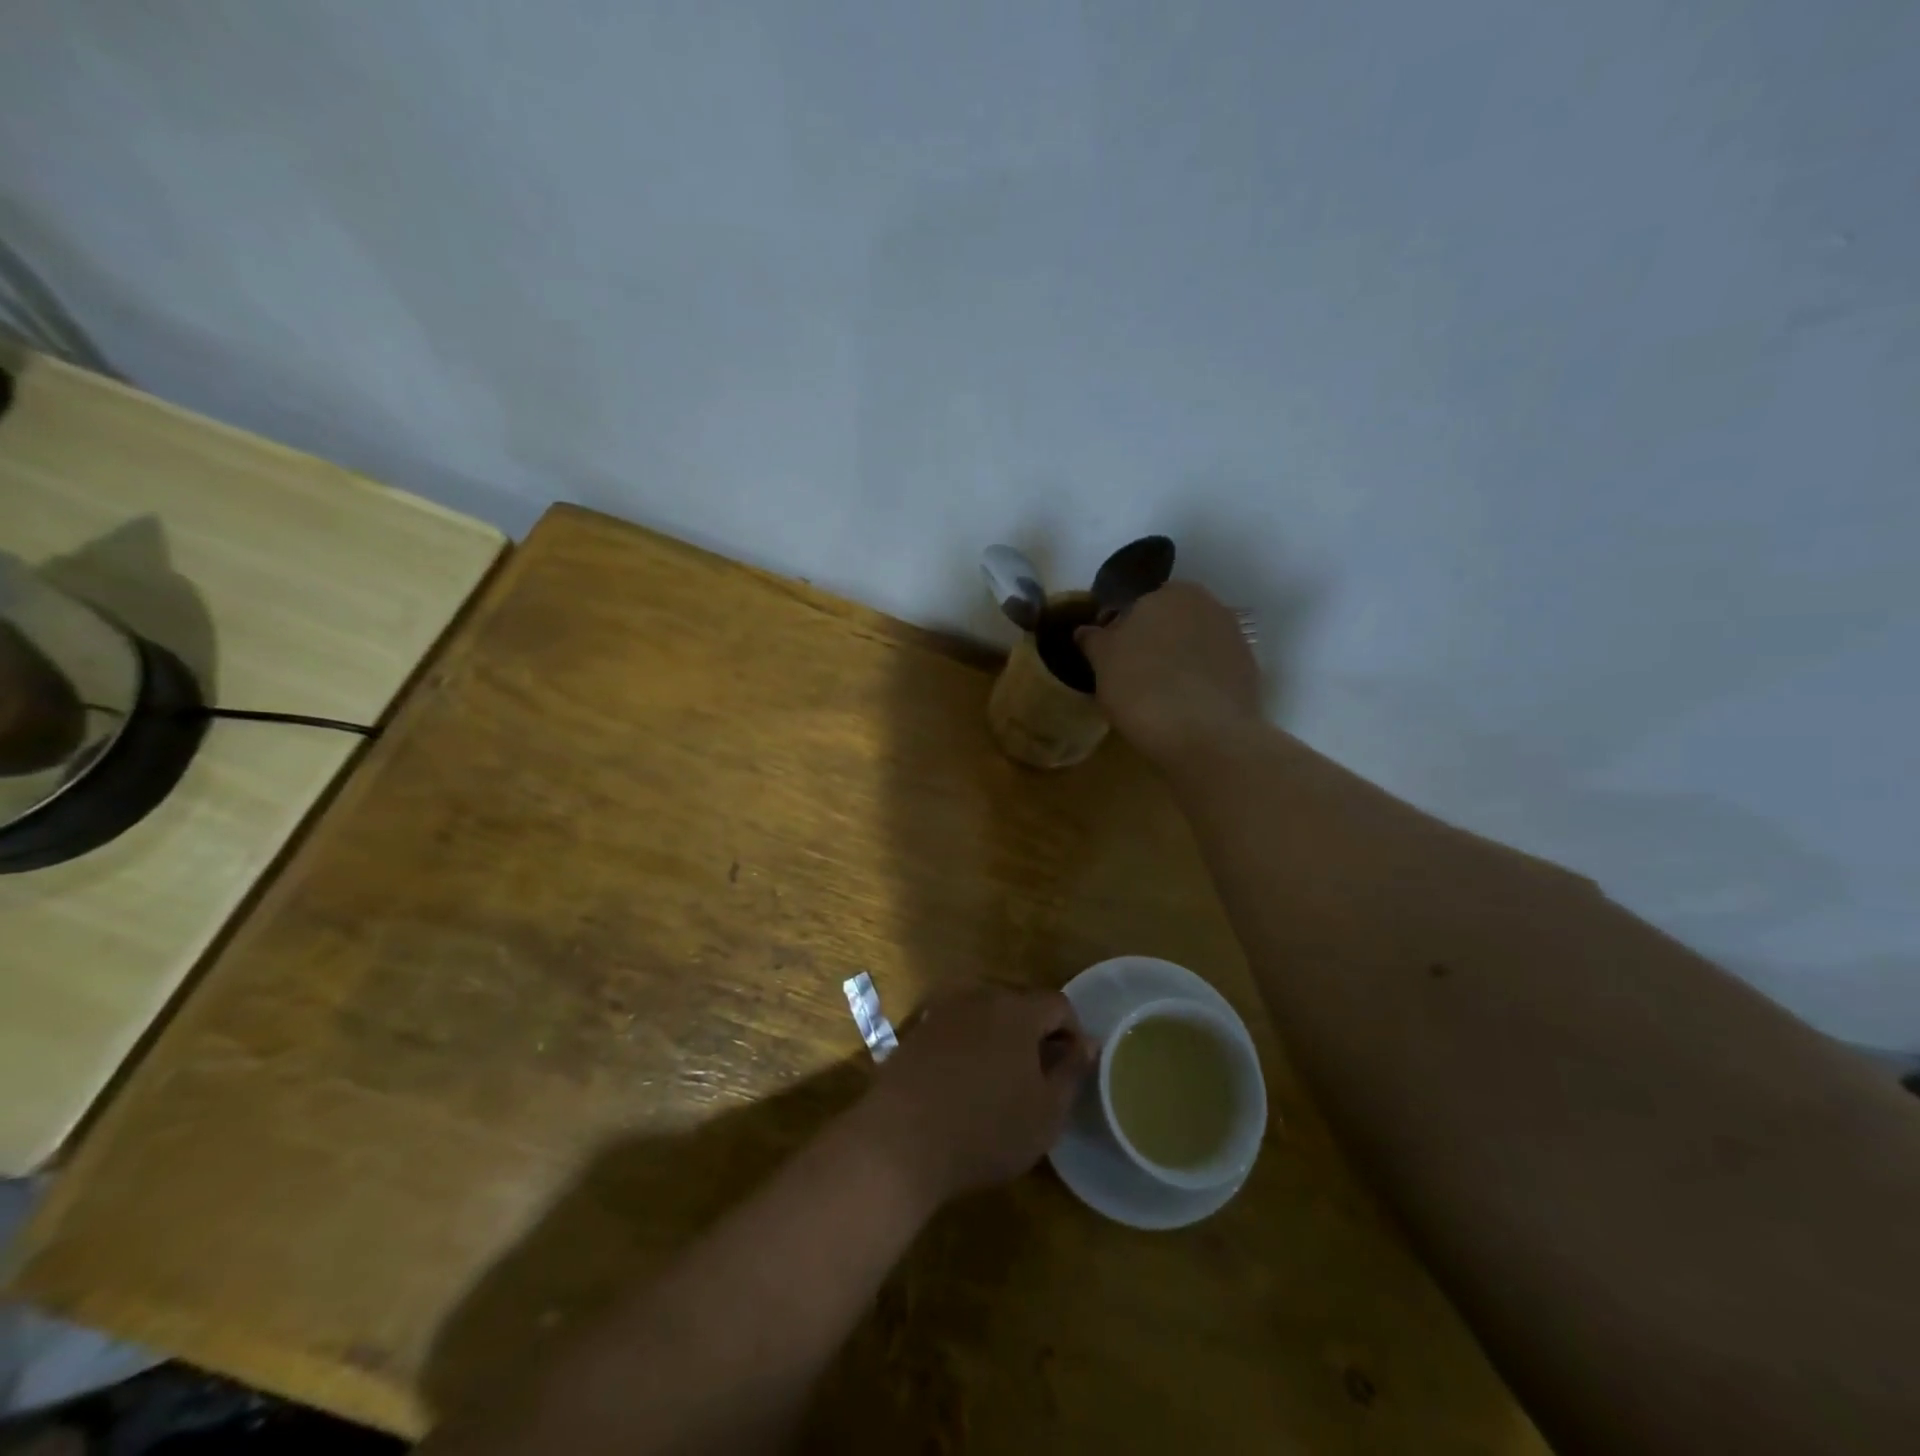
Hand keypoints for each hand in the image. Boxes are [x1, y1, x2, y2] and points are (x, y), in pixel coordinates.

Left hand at [859, 984, 1093, 1206]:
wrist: (900, 1141)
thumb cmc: (986, 1130)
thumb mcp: (1046, 1113)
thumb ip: (1072, 1072)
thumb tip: (1087, 1043)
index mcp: (1017, 1010)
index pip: (1058, 1004)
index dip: (1072, 1033)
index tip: (1070, 1070)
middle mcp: (979, 996)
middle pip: (1020, 1005)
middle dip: (1034, 1035)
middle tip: (1036, 1079)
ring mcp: (943, 1010)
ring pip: (985, 1015)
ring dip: (998, 1039)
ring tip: (998, 1083)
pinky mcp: (916, 1030)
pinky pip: (955, 1029)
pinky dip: (966, 1047)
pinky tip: (962, 1085)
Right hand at [1076, 582, 1261, 766]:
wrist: (1207, 736)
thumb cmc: (1143, 688)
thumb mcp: (1102, 663)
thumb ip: (1094, 640)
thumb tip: (1086, 630)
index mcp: (1169, 593)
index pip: (1135, 605)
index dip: (1119, 630)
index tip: (1108, 659)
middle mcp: (1208, 605)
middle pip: (1168, 624)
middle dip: (1152, 644)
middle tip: (1130, 678)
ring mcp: (1234, 639)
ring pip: (1192, 648)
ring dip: (1176, 664)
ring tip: (1156, 698)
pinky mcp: (1248, 673)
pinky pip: (1211, 673)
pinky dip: (1197, 685)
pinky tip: (1182, 709)